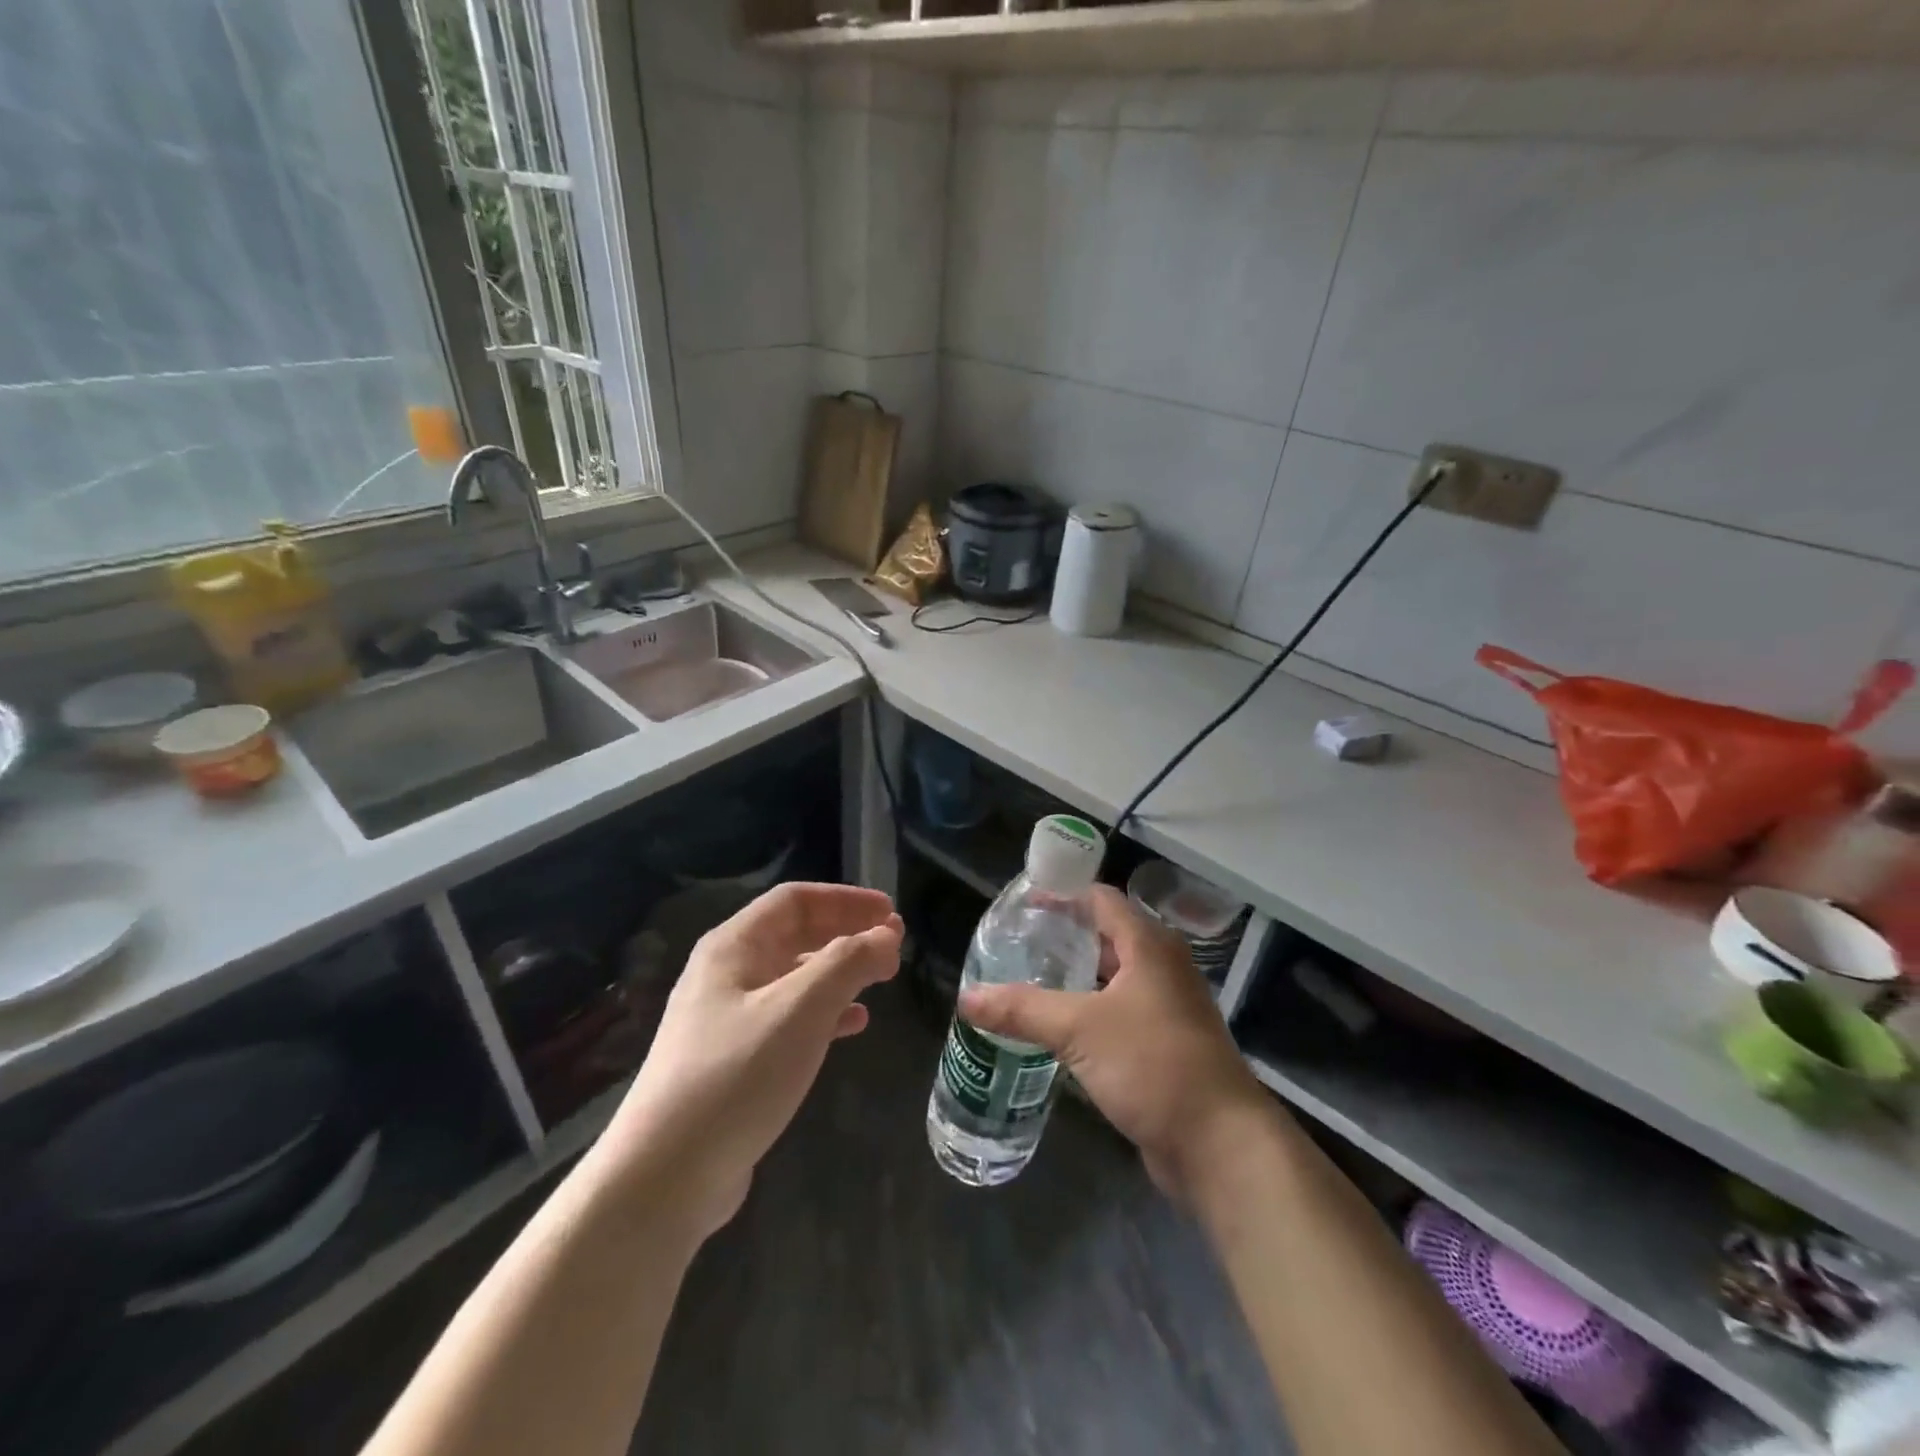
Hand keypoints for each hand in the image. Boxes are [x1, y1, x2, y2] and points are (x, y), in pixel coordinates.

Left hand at [598, 883, 900, 1239]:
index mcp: (733, 947)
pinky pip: (788, 1018)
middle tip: (894, 944)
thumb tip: (887, 935)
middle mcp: (726, 974)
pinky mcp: (734, 1060)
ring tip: (882, 980)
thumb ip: (848, 963)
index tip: (890, 912)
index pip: (795, 900)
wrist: (664, 1177)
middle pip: (795, 934)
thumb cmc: (736, 1075)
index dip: (846, 899)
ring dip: (840, 972)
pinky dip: (825, 1013)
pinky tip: (853, 1025)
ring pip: (794, 977)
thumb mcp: (801, 1009)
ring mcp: (727, 1018)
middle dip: (847, 933)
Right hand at [959, 884, 1271, 1202]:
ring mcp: (1165, 1007)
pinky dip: (1086, 1010)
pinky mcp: (1163, 1044)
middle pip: (1106, 935)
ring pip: (1111, 977)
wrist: (1220, 1144)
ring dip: (1073, 976)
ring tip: (1026, 979)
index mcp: (1149, 945)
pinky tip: (1054, 1025)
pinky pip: (1117, 1013)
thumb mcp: (1080, 1029)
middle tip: (1015, 943)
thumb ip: (1022, 1009)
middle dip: (1062, 936)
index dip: (1061, 894)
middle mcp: (1161, 967)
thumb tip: (966, 996)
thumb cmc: (1154, 1065)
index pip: (1100, 899)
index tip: (1020, 903)